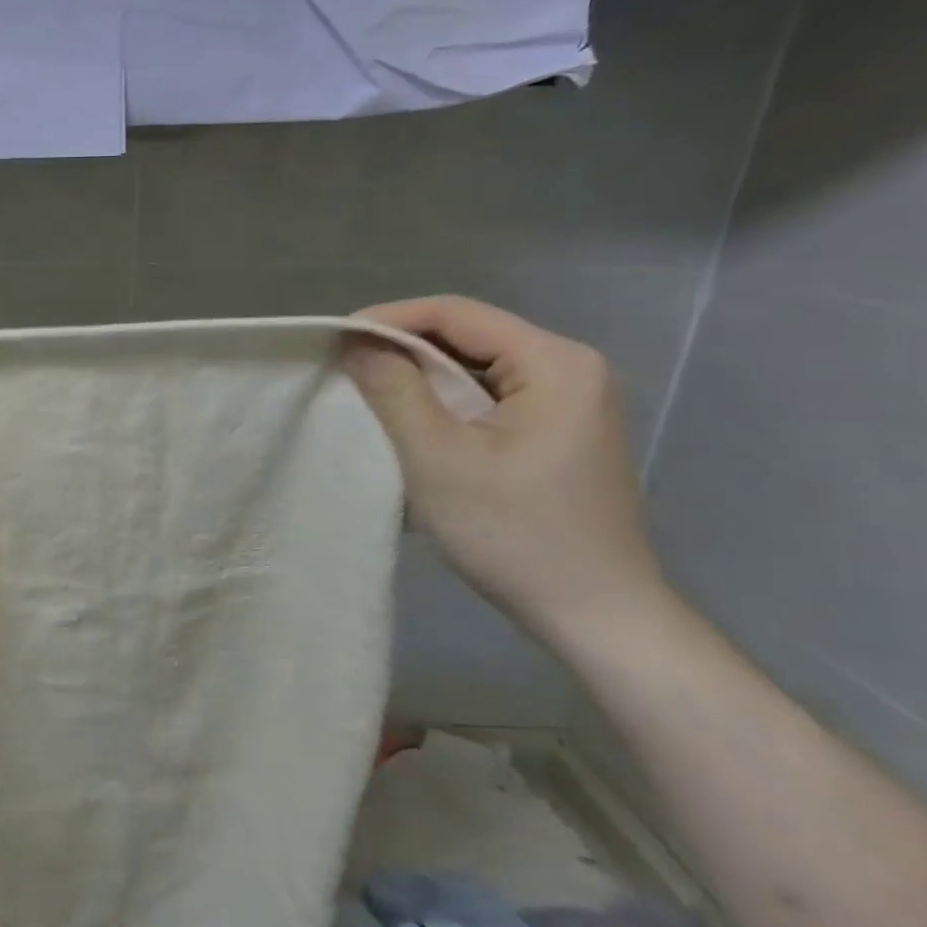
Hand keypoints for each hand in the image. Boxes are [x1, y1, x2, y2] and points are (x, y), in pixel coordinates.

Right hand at [344, 296, 664, 641]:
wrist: (593, 612)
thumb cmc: (513, 533)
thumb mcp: (439, 459)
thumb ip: (395, 391)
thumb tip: (356, 343)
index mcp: (555, 362)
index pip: (457, 314)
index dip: (389, 319)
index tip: (333, 340)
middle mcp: (571, 368)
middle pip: (469, 338)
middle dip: (402, 350)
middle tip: (343, 371)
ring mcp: (570, 402)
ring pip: (476, 370)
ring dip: (420, 380)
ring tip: (366, 396)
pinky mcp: (559, 432)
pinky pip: (489, 400)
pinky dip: (444, 406)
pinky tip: (412, 426)